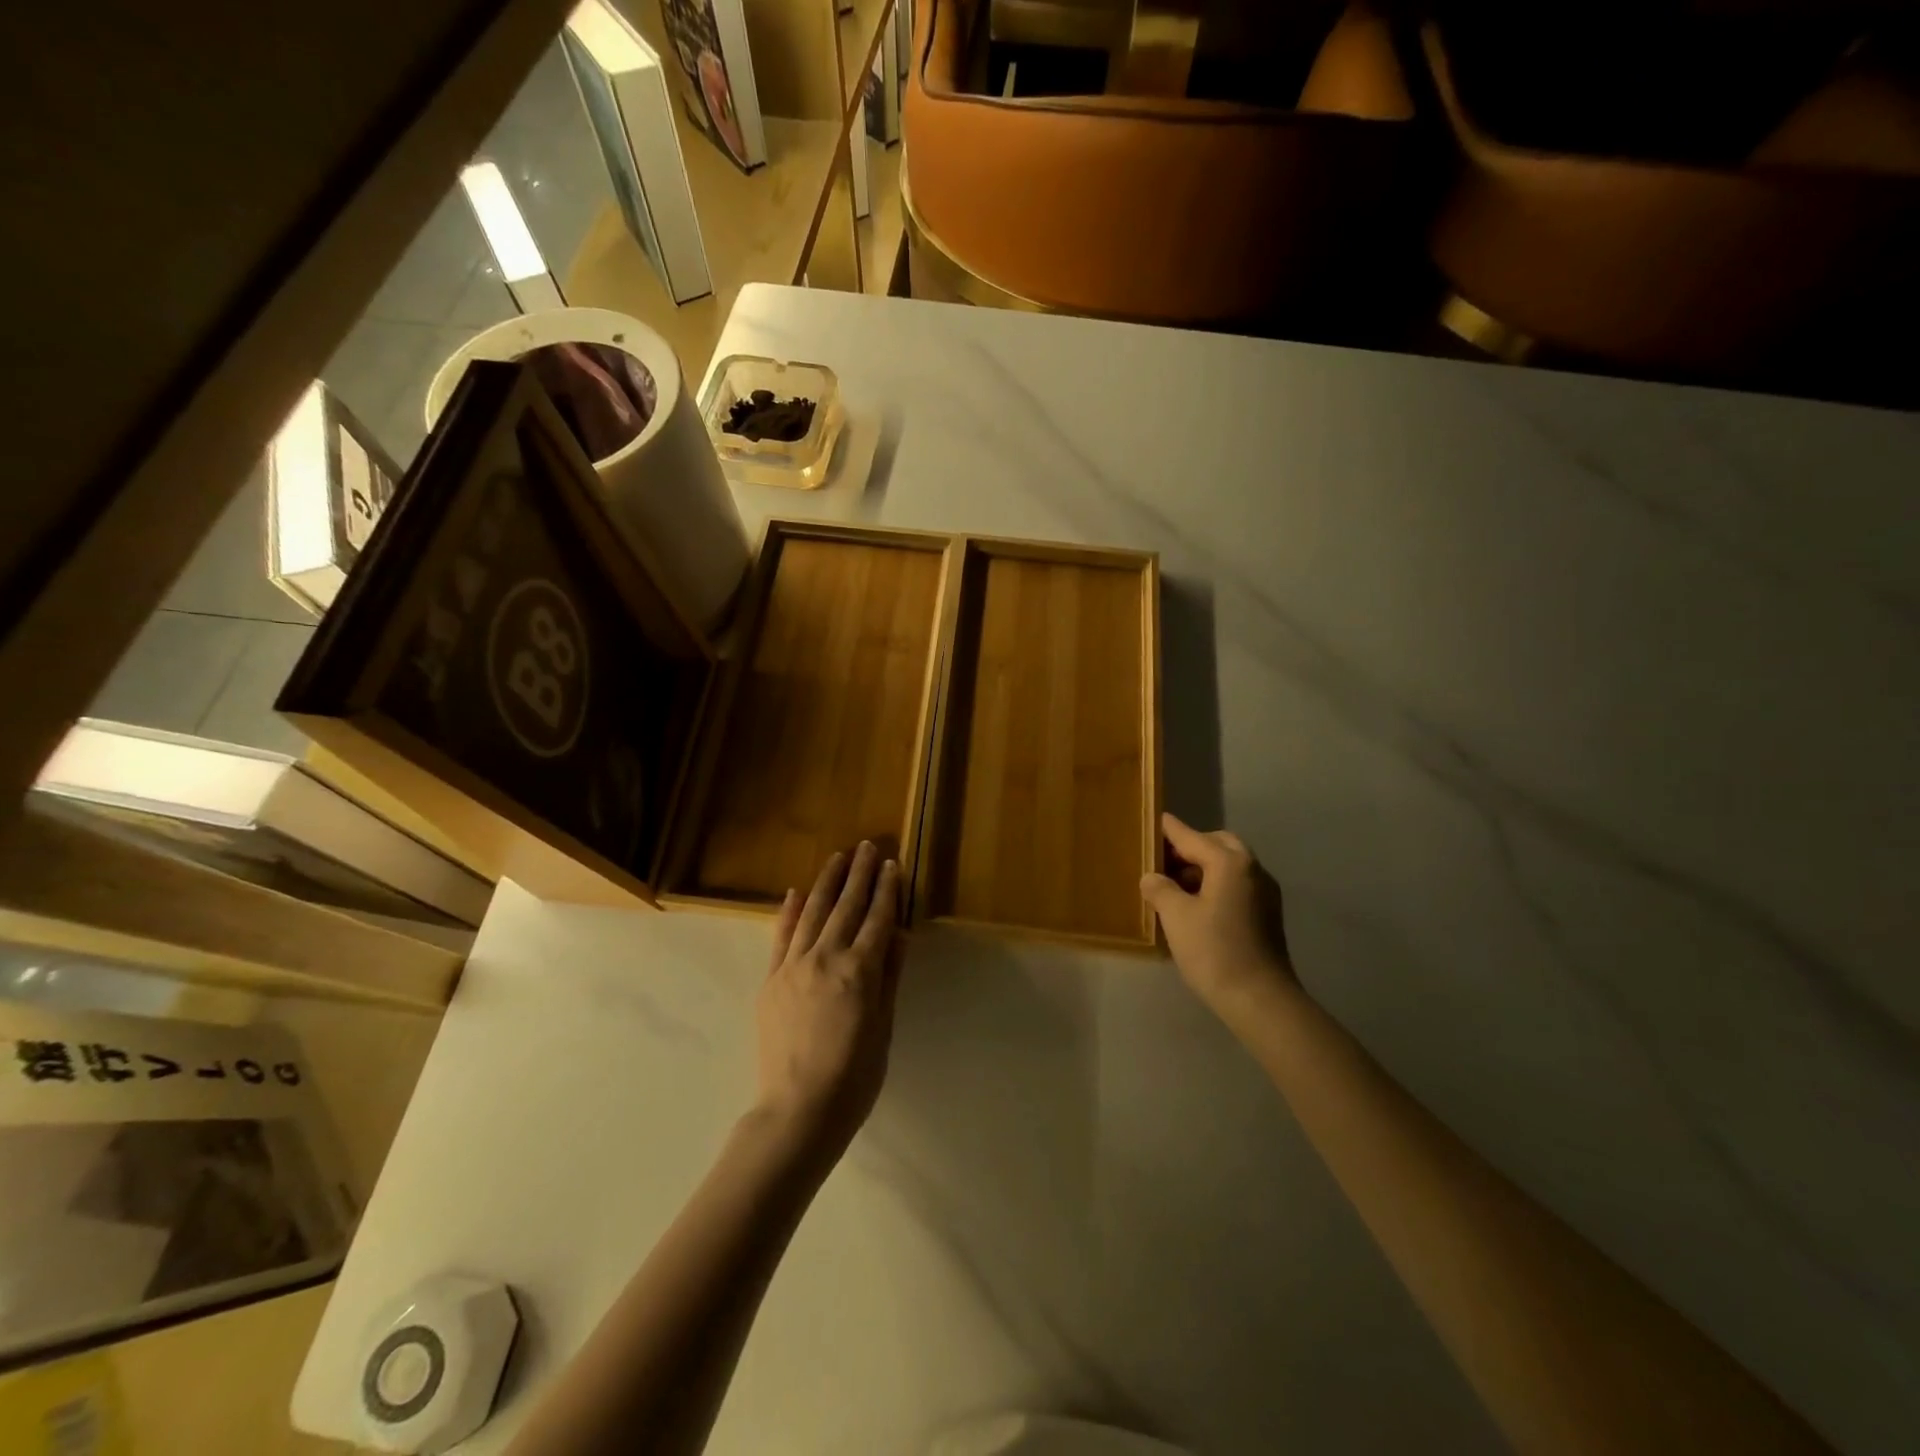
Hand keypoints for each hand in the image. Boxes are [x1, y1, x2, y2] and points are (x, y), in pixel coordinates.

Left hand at [754, 842, 903, 1162]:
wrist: (797, 1111)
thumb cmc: (854, 1077)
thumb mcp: (883, 1028)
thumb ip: (889, 977)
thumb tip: (897, 933)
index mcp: (860, 972)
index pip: (878, 919)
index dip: (887, 890)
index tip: (892, 864)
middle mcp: (826, 959)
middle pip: (847, 907)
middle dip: (860, 874)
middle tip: (868, 846)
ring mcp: (793, 967)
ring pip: (814, 913)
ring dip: (827, 882)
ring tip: (838, 857)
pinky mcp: (771, 980)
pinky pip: (781, 937)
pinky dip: (790, 912)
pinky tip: (797, 892)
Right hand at [1141, 813, 1294, 1014]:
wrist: (1260, 999)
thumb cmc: (1214, 951)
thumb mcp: (1176, 916)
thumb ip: (1160, 889)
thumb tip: (1152, 878)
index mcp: (1229, 862)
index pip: (1192, 837)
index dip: (1170, 830)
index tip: (1156, 820)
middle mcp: (1252, 869)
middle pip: (1218, 845)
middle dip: (1191, 847)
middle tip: (1164, 859)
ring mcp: (1264, 892)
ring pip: (1230, 865)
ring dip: (1204, 867)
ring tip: (1175, 884)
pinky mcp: (1267, 914)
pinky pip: (1237, 884)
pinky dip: (1216, 883)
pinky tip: (1197, 905)